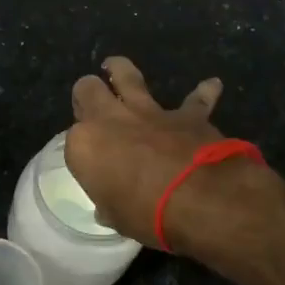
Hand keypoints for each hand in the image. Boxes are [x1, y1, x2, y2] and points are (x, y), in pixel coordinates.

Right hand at [64, 57, 232, 246]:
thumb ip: (109, 204)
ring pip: (127, 75)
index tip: (90, 162)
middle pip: (88, 90)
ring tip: (114, 67)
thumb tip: (107, 208)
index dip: (82, 149)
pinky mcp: (186, 114)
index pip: (73, 140)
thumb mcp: (117, 218)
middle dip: (87, 93)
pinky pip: (195, 99)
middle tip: (90, 101)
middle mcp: (110, 118)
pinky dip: (203, 93)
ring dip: (120, 69)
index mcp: (85, 145)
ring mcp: (149, 111)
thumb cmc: (147, 215)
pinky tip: (211, 85)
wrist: (200, 200)